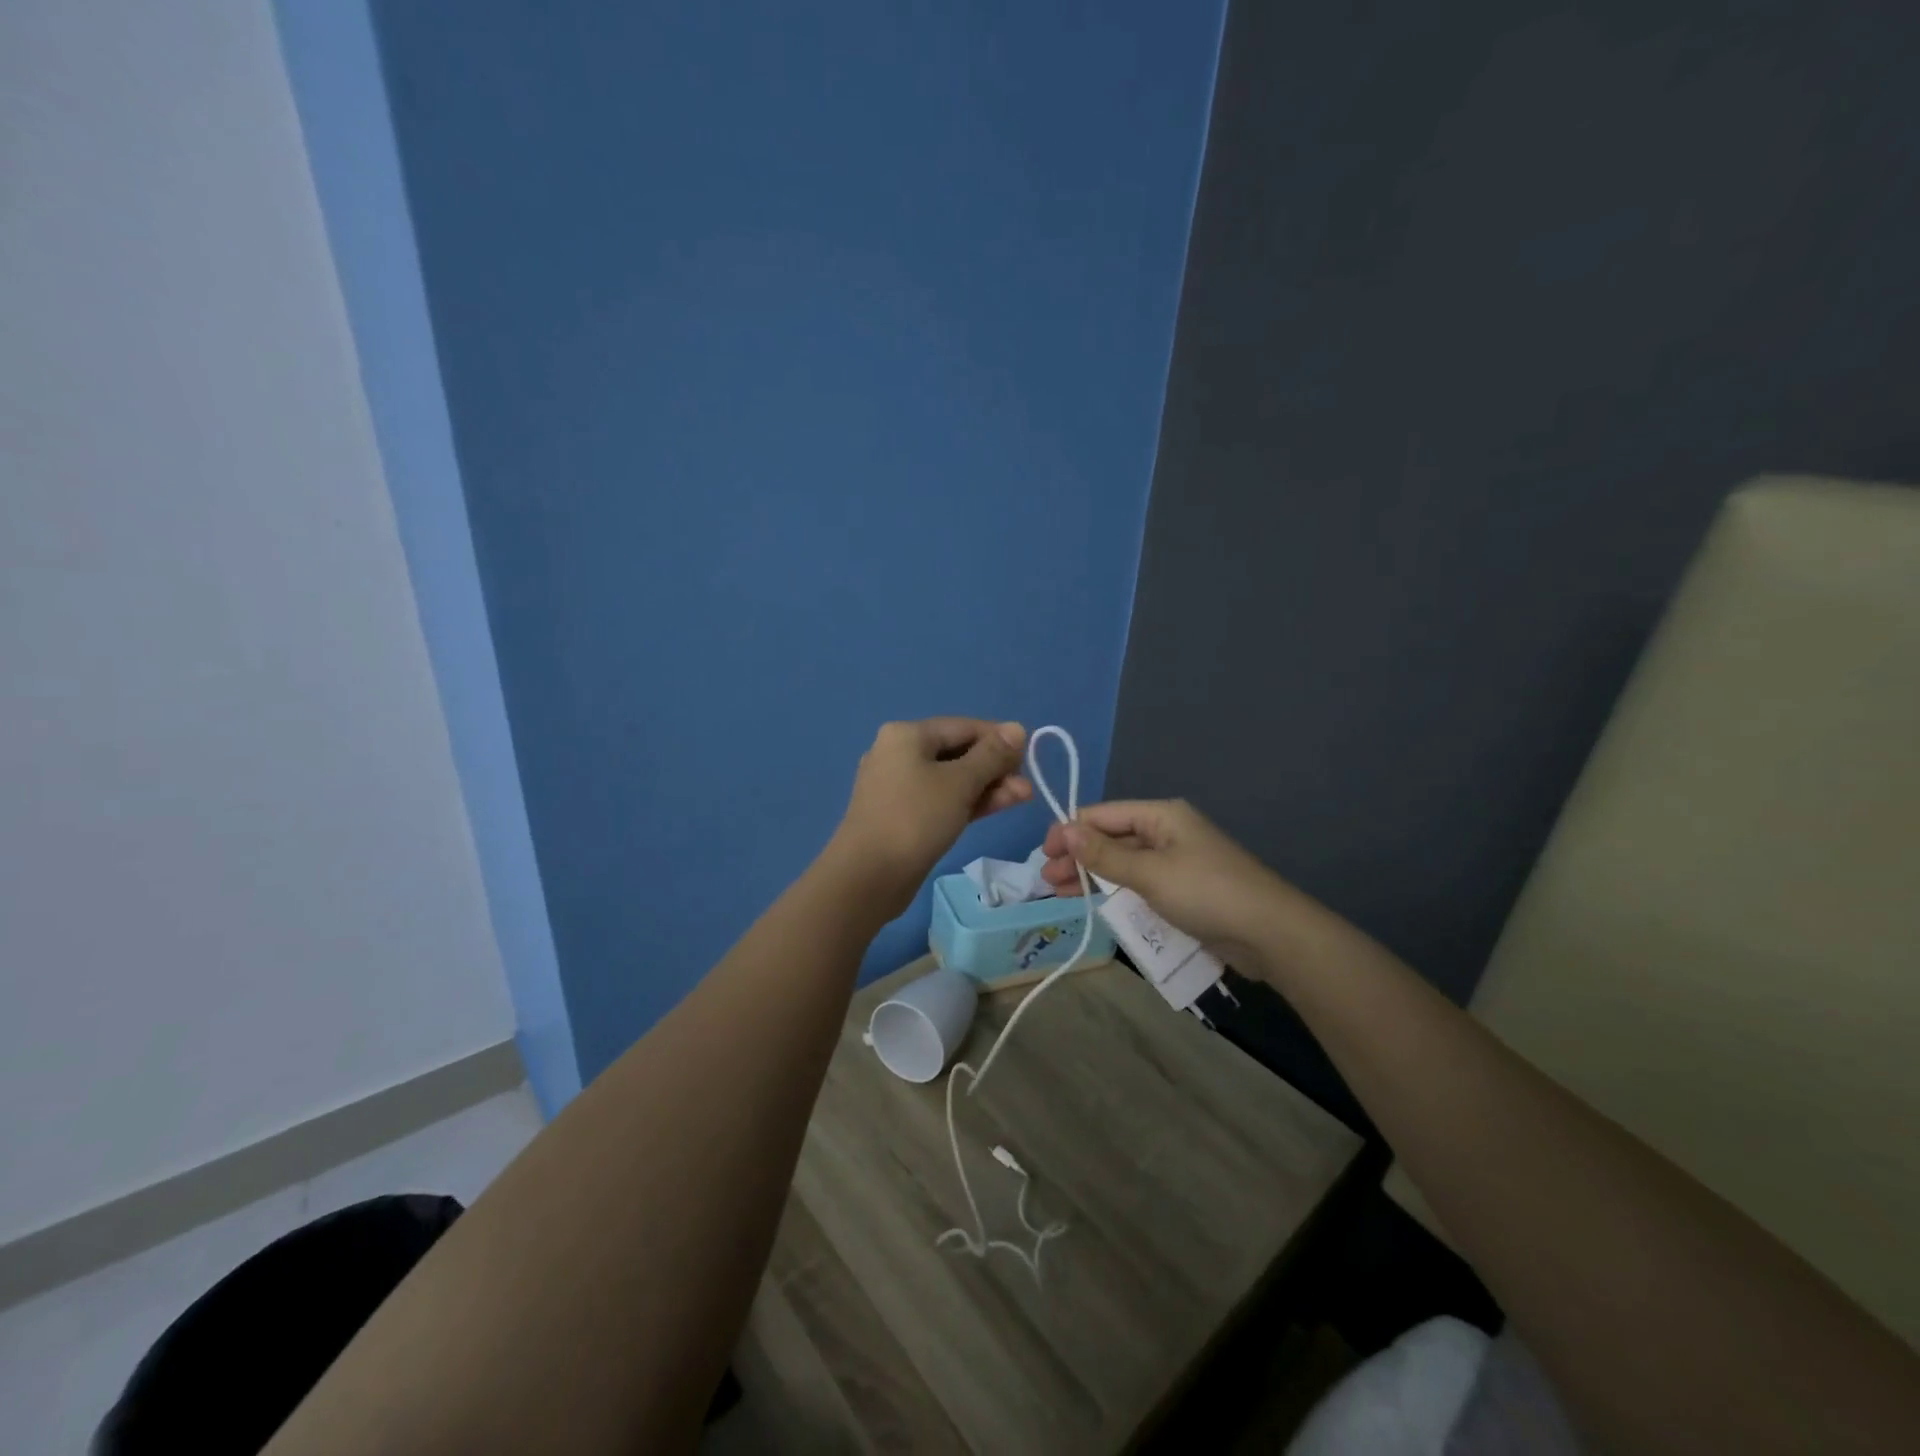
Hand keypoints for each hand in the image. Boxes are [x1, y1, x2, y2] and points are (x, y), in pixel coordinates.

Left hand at [829, 719, 1031, 916]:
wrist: (867, 876)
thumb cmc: (915, 819)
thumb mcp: (960, 783)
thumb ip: (992, 755)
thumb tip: (1017, 728)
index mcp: (907, 735)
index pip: (964, 726)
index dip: (1000, 739)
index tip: (1029, 757)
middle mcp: (898, 753)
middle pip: (958, 752)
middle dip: (995, 768)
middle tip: (1026, 787)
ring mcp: (898, 786)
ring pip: (951, 779)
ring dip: (987, 787)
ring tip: (1023, 798)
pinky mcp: (902, 815)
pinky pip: (941, 799)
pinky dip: (967, 802)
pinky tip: (997, 807)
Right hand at [1040, 799, 1319, 966]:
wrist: (1271, 934)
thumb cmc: (1206, 893)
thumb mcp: (1150, 872)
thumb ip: (1104, 854)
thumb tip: (1064, 830)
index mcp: (1160, 815)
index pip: (1102, 814)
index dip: (1070, 831)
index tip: (1044, 855)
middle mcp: (1166, 831)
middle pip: (1111, 837)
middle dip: (1078, 855)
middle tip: (1048, 880)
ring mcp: (1176, 861)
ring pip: (1123, 862)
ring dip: (1092, 874)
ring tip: (1061, 893)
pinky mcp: (1183, 889)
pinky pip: (1139, 882)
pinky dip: (1115, 889)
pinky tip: (1095, 902)